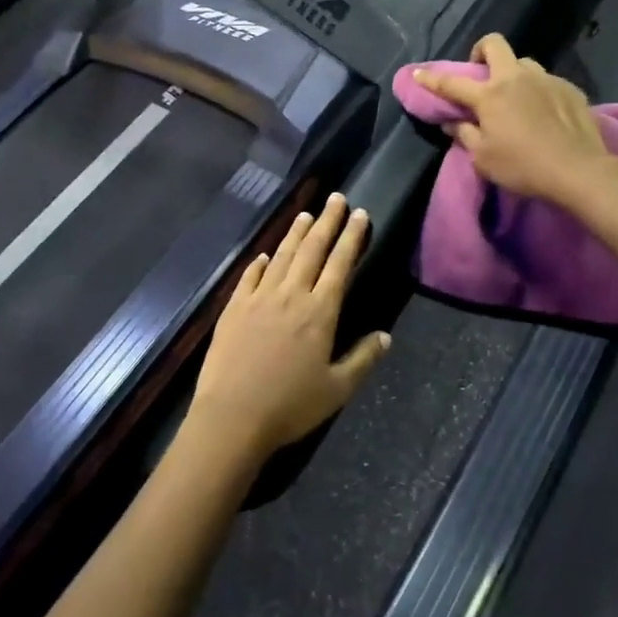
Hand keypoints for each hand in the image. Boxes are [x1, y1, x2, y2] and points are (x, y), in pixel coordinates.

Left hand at [186, 194, 390, 463]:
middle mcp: (290, 295)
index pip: (340, 264)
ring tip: (305, 215)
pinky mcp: (233, 309)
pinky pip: (249, 277)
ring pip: (281, 257)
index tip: (359, 214)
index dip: (351, 237)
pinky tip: (264, 255)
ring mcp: (258, 299)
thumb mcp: (337, 389)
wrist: (232, 417)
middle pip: (311, 250)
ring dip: (295, 234)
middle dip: (326, 222)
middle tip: (335, 199)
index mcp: (320, 312)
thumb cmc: (290, 406)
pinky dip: (260, 263)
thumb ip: (363, 359)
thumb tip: (385, 336)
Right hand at [413, 34, 613, 205]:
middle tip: (479, 72)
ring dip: (513, 73)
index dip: (432, 78)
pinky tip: (543, 113)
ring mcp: (546, 80)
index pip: (452, 82)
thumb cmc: (523, 167)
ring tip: (516, 97)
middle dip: (481, 52)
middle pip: (494, 45)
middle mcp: (516, 78)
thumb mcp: (484, 159)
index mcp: (490, 95)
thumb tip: (452, 122)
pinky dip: (538, 91)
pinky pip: (547, 81)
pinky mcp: (570, 89)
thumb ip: (465, 135)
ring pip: (524, 63)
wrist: (578, 170)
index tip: (419, 73)